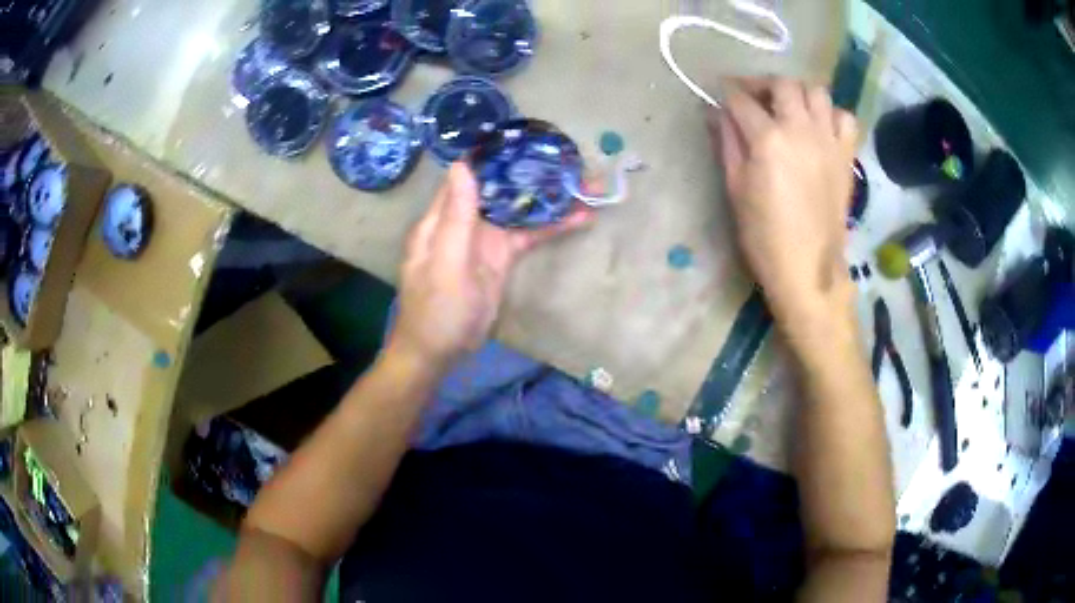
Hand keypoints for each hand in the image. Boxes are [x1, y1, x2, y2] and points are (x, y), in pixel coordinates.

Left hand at [389, 163, 592, 369]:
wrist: (440, 352)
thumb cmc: (437, 310)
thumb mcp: (446, 263)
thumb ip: (457, 216)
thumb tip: (462, 165)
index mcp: (443, 217)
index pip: (469, 175)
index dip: (495, 156)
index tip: (527, 139)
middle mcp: (465, 220)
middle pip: (500, 188)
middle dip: (532, 173)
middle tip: (570, 160)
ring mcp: (486, 239)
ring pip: (518, 209)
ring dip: (548, 198)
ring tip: (585, 184)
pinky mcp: (501, 257)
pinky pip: (528, 235)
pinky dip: (551, 226)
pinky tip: (579, 218)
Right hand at [709, 78, 858, 331]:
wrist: (808, 267)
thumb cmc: (764, 235)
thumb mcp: (735, 188)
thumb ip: (728, 143)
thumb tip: (719, 114)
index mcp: (768, 139)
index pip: (742, 100)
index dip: (727, 94)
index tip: (721, 96)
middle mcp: (801, 129)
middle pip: (782, 83)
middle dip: (762, 84)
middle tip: (754, 98)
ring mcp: (828, 140)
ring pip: (816, 91)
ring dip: (798, 93)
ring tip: (788, 108)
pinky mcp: (846, 155)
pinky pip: (844, 117)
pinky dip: (831, 114)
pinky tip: (820, 127)